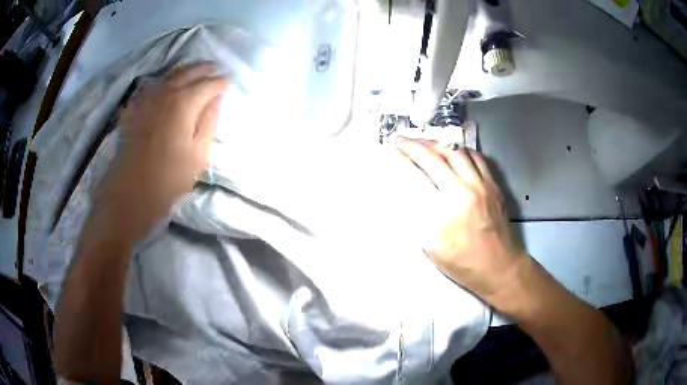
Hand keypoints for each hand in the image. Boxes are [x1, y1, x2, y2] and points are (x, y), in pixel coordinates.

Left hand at [95, 62, 228, 240]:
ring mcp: (147, 97)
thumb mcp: (198, 154)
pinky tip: (169, 83)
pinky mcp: (135, 106)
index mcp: (185, 102)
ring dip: (187, 70)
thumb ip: (209, 122)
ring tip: (197, 71)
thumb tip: (215, 100)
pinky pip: (154, 84)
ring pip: (171, 73)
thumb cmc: (167, 178)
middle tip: (216, 71)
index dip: (221, 83)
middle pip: (190, 71)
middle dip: (206, 69)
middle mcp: (166, 91)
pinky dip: (166, 79)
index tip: (228, 83)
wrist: (129, 192)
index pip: (210, 84)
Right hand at [394, 138, 526, 303]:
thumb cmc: (463, 263)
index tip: (390, 149)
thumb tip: (408, 191)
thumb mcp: (432, 247)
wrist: (500, 267)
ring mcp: (482, 185)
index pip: (418, 174)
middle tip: (401, 140)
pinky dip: (460, 151)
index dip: (402, 158)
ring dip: (437, 144)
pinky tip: (453, 153)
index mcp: (446, 209)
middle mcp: (465, 190)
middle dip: (414, 144)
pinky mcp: (494, 185)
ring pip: (457, 152)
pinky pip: (477, 158)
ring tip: (424, 144)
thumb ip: (419, 216)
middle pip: (436, 156)